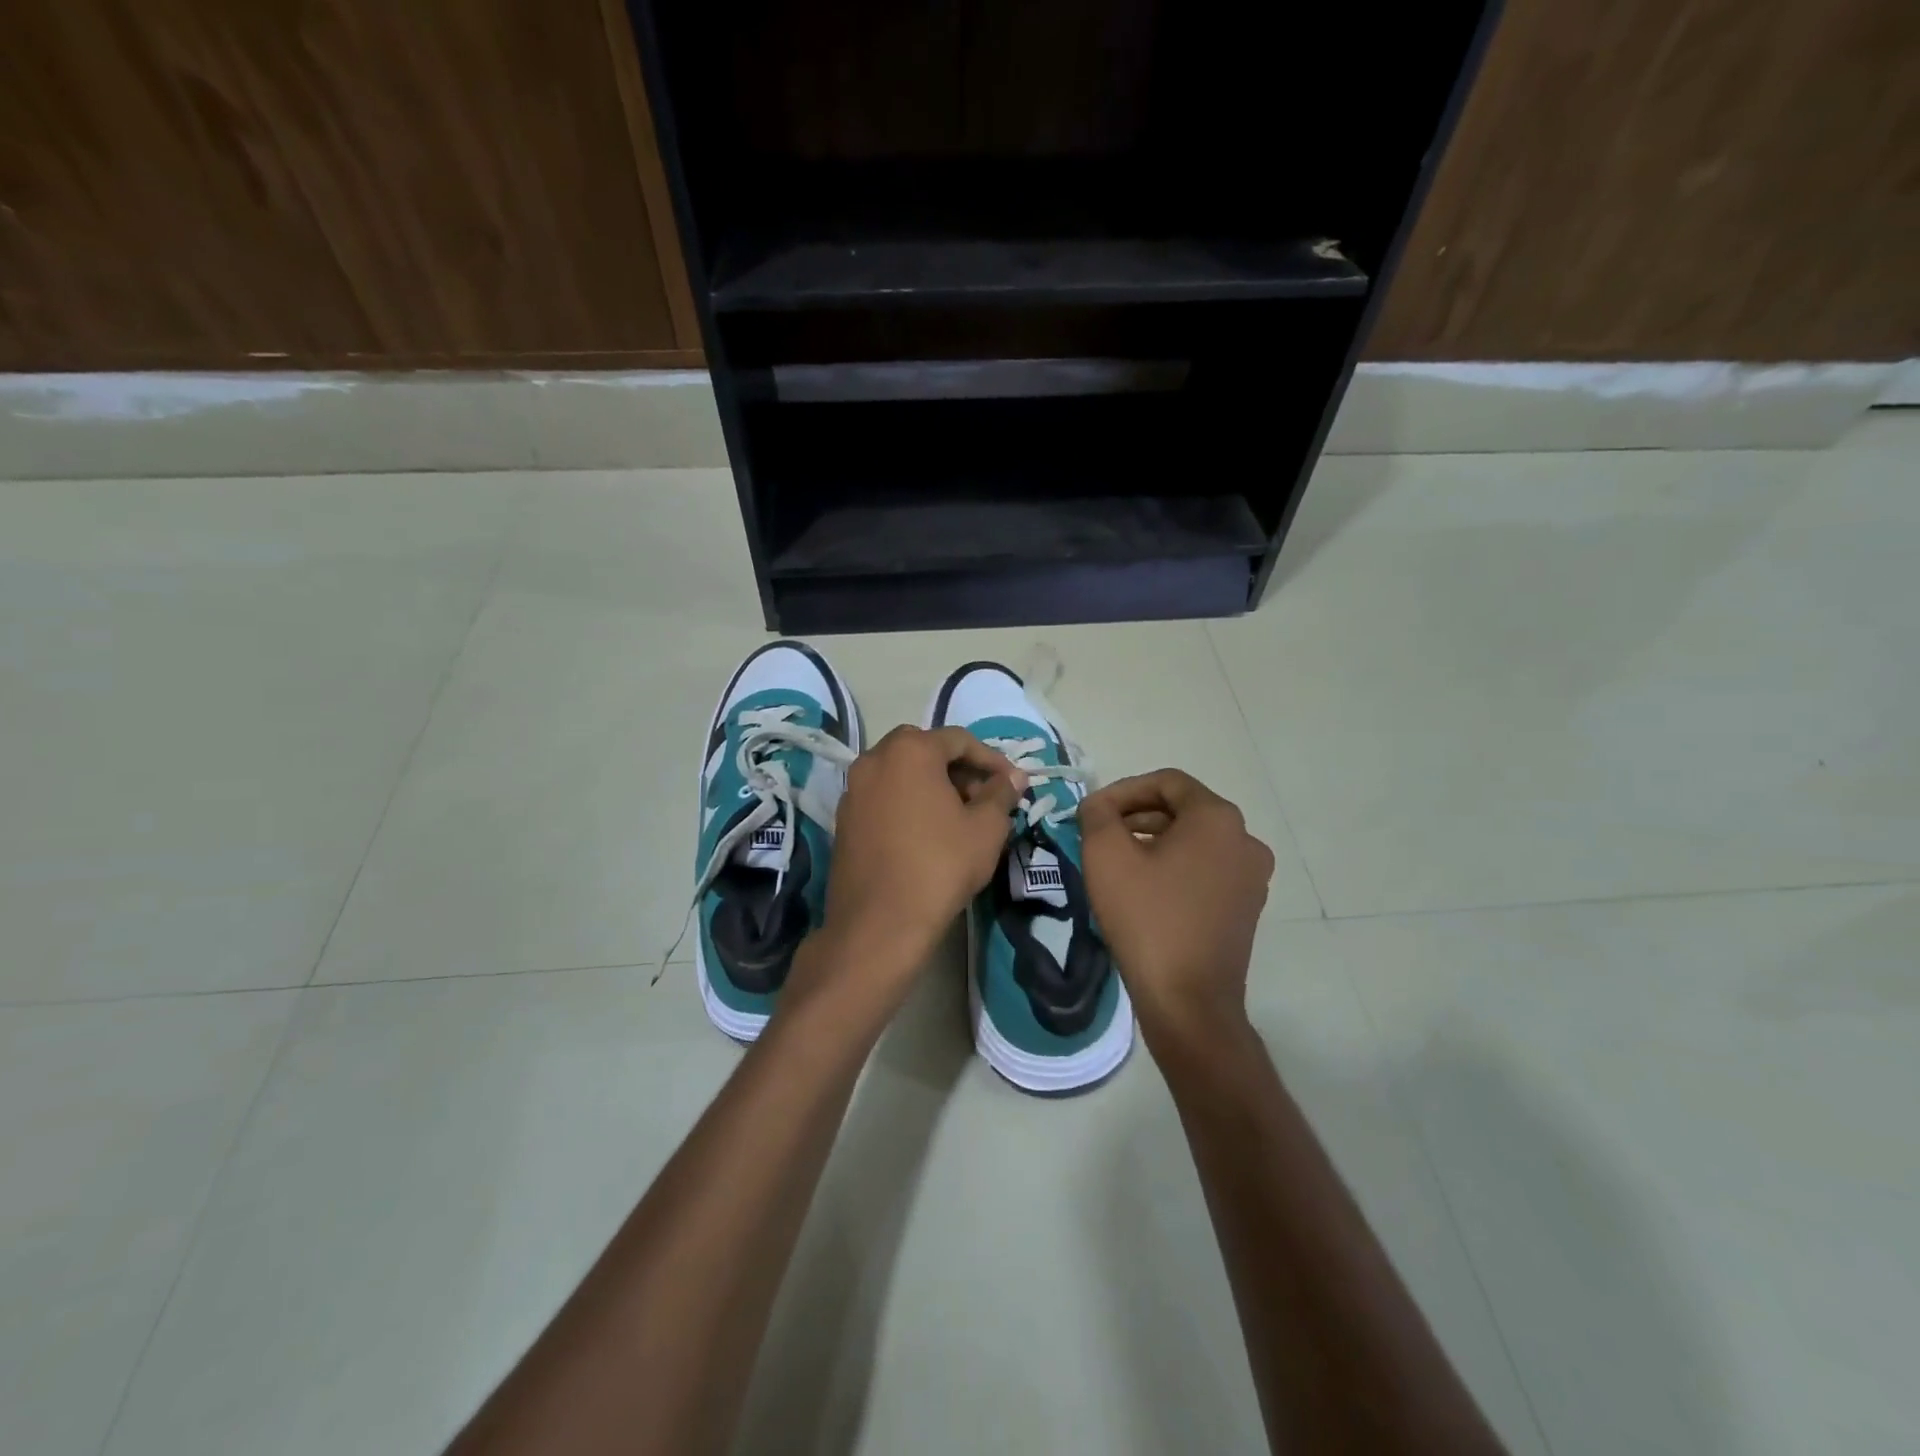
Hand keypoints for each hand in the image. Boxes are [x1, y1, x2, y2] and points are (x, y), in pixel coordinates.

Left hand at [813, 725, 1023, 1002]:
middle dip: (959, 770)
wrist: (879, 923)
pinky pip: (883, 796)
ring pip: (902, 773)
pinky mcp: (844, 818)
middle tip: (984, 798)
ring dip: (933, 785)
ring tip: (959, 818)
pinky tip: (928, 833)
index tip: (1012, 783)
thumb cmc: (940, 866)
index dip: (991, 759)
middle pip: (926, 751)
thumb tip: (1013, 777)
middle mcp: (874, 759)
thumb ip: (1001, 794)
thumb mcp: (986, 829)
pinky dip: (908, 803)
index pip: (959, 739)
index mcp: (910, 750)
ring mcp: (853, 789)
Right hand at [1078, 769, 1274, 1049]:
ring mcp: (1251, 876)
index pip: (1167, 782)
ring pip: (1194, 841)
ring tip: (1116, 861)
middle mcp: (1245, 840)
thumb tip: (1098, 805)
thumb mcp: (1106, 856)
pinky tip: (1143, 889)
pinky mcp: (1246, 908)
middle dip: (1136, 816)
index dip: (1123, 790)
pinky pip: (1205, 870)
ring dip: (1153, 841)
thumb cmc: (1147, 919)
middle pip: (1183, 809)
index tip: (1092, 812)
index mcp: (1218, 819)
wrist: (1188, 1002)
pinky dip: (1173, 867)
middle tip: (1098, 834)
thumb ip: (1097, 815)